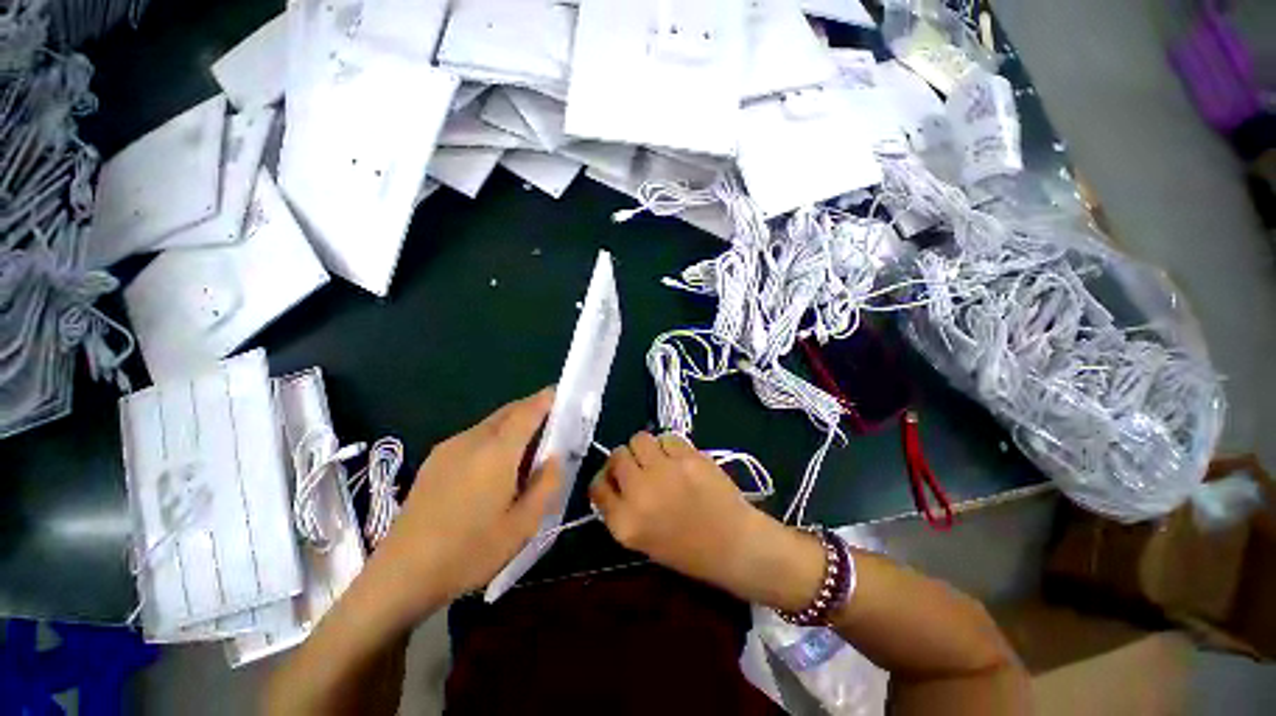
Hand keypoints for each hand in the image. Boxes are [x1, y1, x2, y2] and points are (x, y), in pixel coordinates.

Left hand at [366, 388, 561, 621]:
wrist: (401, 575)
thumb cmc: (469, 552)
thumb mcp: (523, 525)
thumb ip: (546, 485)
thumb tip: (555, 458)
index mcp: (497, 451)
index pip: (528, 411)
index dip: (547, 399)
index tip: (563, 396)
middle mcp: (472, 440)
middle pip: (509, 412)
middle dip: (532, 409)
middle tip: (552, 425)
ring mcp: (449, 448)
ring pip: (490, 424)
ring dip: (513, 426)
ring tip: (526, 451)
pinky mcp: (434, 461)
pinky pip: (473, 437)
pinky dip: (494, 439)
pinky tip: (494, 468)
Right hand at [589, 432, 822, 608]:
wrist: (734, 545)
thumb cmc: (689, 551)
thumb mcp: (642, 541)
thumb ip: (621, 510)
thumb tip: (613, 480)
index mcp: (625, 522)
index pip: (597, 486)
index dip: (604, 479)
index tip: (613, 479)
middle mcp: (640, 492)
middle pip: (616, 455)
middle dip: (624, 460)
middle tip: (638, 467)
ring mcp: (665, 471)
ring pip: (639, 438)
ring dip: (645, 448)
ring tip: (657, 459)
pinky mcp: (688, 456)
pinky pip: (667, 438)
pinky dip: (668, 446)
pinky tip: (678, 459)